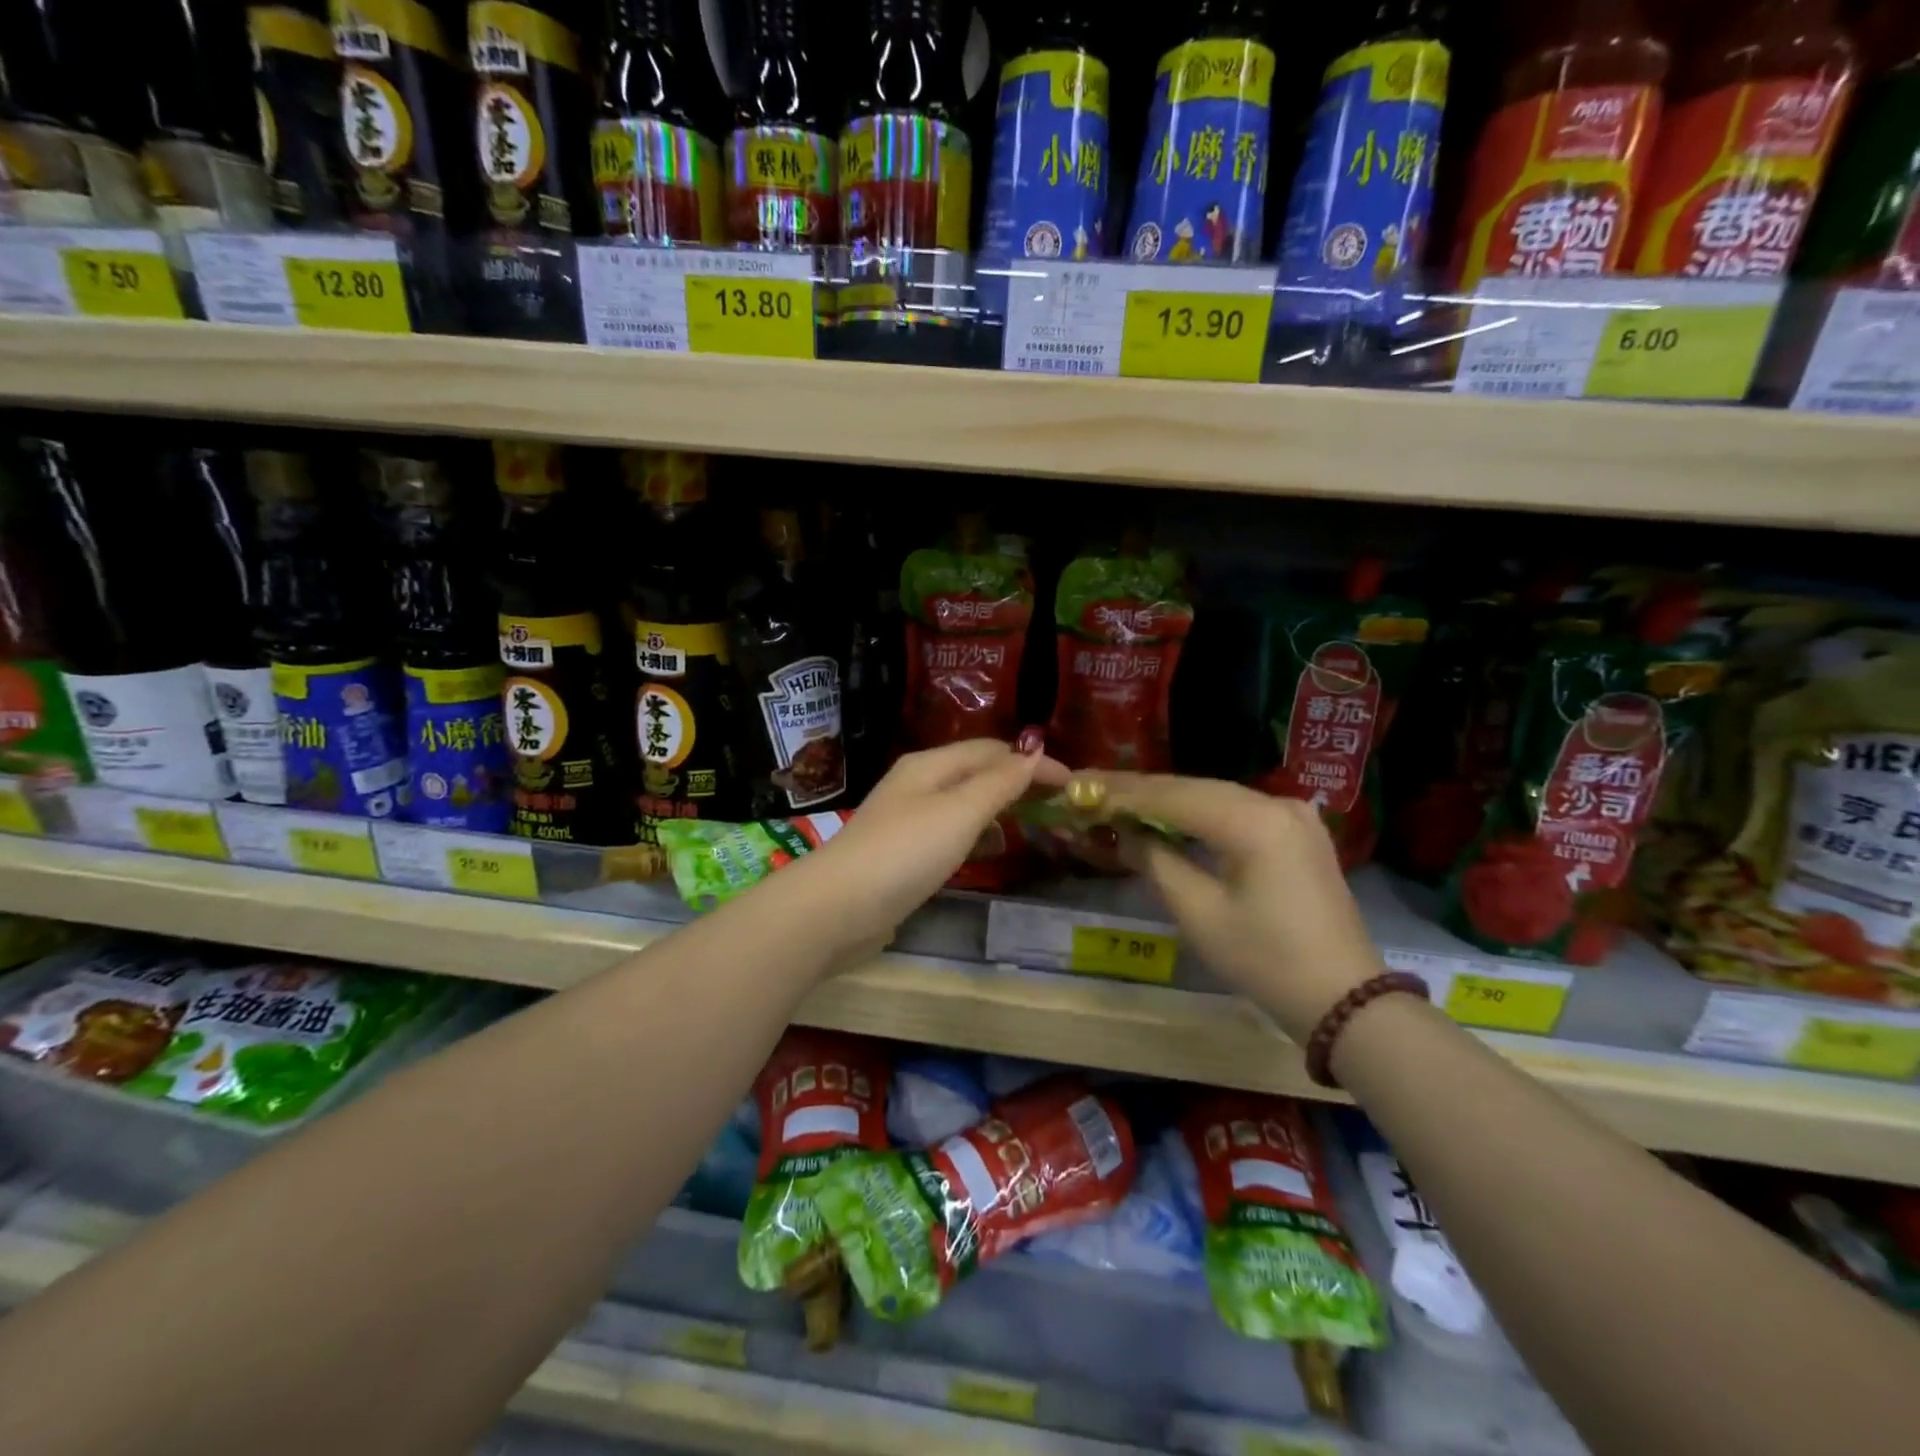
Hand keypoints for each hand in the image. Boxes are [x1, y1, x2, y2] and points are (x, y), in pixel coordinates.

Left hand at [797, 740, 1067, 953]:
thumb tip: (1032, 752)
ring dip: (998, 804)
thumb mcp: (958, 812)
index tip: (1072, 783)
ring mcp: (906, 819)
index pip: (991, 750)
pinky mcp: (901, 852)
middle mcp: (916, 784)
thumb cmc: (904, 852)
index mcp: (929, 765)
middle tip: (1056, 800)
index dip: (1031, 761)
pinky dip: (977, 831)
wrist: (838, 908)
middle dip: (1016, 779)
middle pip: (975, 771)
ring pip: (962, 801)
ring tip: (1032, 820)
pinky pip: (950, 830)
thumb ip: (998, 783)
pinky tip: (990, 848)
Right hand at [1095, 773, 1382, 1041]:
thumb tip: (1121, 832)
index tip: (1079, 787)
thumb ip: (1155, 860)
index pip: (1173, 796)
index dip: (1122, 792)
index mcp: (1254, 821)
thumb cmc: (1265, 960)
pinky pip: (1236, 812)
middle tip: (1090, 790)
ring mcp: (1293, 814)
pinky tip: (1167, 816)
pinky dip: (1198, 814)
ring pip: (1214, 796)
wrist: (1345, 1000)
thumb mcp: (1198, 913)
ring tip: (1117, 800)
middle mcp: (1277, 803)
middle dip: (1140, 791)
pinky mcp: (1297, 832)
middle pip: (1193, 788)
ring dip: (1166, 801)